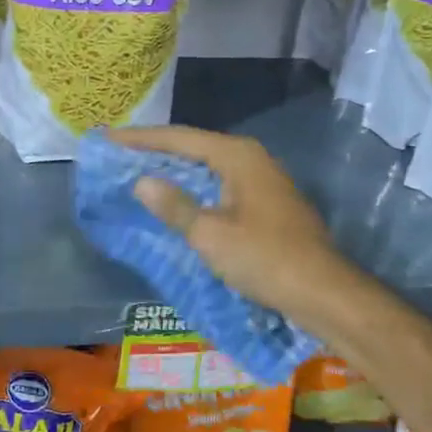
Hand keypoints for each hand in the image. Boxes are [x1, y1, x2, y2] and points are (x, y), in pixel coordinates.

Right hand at [112, 126, 368, 328]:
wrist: (324, 292)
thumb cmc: (265, 259)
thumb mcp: (210, 234)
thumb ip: (174, 205)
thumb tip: (142, 182)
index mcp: (237, 156)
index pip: (179, 138)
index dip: (141, 139)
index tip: (108, 139)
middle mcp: (251, 158)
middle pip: (194, 147)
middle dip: (156, 151)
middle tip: (118, 154)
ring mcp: (262, 180)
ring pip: (207, 167)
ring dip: (174, 170)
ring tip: (138, 172)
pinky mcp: (266, 202)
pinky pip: (219, 184)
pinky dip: (193, 188)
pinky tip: (176, 199)